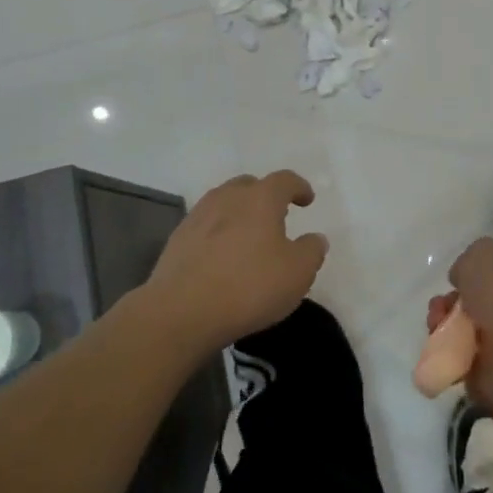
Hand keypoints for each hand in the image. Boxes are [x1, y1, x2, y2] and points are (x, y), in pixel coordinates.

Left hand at [143, 171, 327, 352]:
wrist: (181, 311)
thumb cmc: (249, 286)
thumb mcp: (298, 273)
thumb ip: (312, 250)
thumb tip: (315, 238)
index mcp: (260, 199)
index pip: (284, 180)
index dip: (299, 187)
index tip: (307, 199)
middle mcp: (228, 198)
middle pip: (249, 185)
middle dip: (265, 196)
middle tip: (276, 215)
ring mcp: (198, 216)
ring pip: (224, 203)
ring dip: (239, 212)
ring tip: (248, 235)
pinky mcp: (178, 239)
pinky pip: (205, 226)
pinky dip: (218, 232)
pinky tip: (222, 256)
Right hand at [427, 238, 492, 420]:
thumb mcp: (481, 253)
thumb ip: (469, 261)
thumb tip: (465, 281)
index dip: (479, 265)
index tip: (460, 274)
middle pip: (482, 295)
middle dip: (454, 298)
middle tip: (442, 304)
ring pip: (469, 325)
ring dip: (446, 322)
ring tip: (436, 324)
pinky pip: (463, 354)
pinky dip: (447, 350)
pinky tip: (441, 345)